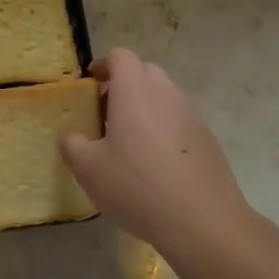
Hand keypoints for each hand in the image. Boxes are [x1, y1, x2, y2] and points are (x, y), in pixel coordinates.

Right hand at [59, 49, 276, 260]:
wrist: (203, 222)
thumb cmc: (137, 186)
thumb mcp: (89, 169)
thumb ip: (72, 144)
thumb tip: (70, 135)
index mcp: (135, 90)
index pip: (120, 57)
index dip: (103, 64)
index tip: (90, 82)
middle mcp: (166, 94)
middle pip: (145, 72)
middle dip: (124, 84)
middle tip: (106, 112)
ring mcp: (192, 116)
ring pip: (165, 97)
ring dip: (146, 107)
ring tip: (130, 141)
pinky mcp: (208, 140)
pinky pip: (180, 121)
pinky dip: (164, 129)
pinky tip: (156, 164)